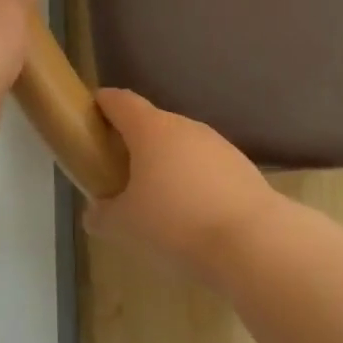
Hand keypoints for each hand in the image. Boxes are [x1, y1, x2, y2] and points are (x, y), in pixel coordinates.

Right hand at [85, 89, 279, 265]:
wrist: (251, 240)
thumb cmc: (175, 223)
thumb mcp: (124, 225)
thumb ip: (102, 214)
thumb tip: (97, 211)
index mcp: (152, 129)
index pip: (121, 102)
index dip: (102, 104)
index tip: (90, 114)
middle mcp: (186, 127)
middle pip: (153, 123)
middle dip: (134, 141)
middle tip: (118, 169)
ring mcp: (218, 144)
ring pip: (182, 145)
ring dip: (166, 162)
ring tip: (155, 196)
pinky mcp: (241, 166)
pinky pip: (205, 166)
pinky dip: (192, 179)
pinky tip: (190, 211)